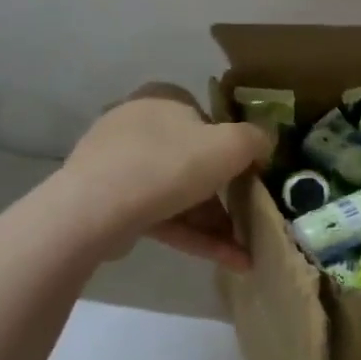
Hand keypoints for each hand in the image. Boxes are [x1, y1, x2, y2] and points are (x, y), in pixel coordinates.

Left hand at [62, 84, 274, 269]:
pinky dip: (194, 236)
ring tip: (244, 253)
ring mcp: (119, 165)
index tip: (250, 173)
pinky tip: (228, 261)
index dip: (232, 145)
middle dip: (225, 195)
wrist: (96, 210)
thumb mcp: (231, 145)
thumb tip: (265, 144)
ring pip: (178, 193)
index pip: (205, 117)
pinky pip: (161, 216)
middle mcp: (137, 124)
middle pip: (192, 159)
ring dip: (214, 222)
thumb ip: (257, 139)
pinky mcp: (110, 203)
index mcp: (162, 98)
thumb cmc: (169, 164)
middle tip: (249, 218)